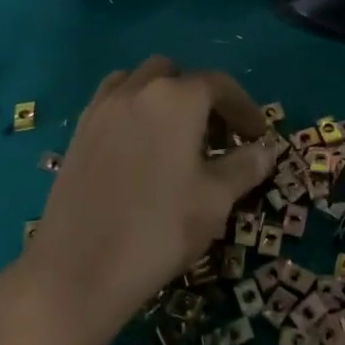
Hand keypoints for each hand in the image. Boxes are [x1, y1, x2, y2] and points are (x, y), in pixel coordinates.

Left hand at [7, 57, 273, 344]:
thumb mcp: (215, 200)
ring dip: (163, 97)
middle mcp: (137, 90)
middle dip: (201, 97)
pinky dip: (133, 110)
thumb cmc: (159, 229)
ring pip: (140, 82)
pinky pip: (112, 102)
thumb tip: (266, 150)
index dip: (244, 108)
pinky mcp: (78, 132)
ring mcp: (102, 108)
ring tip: (176, 135)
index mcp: (176, 98)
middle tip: (216, 136)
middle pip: (176, 75)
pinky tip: (140, 148)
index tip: (258, 136)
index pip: (219, 85)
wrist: (78, 270)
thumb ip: (244, 167)